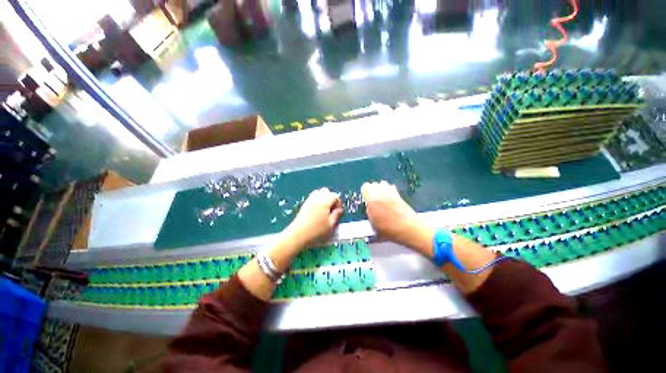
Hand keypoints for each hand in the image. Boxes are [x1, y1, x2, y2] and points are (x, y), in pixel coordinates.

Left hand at [284, 188, 343, 248]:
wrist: (298, 234)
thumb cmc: (316, 231)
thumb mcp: (330, 225)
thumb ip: (336, 215)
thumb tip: (339, 210)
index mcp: (325, 201)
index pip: (335, 196)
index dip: (338, 203)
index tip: (338, 212)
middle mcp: (317, 197)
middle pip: (326, 191)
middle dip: (331, 198)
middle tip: (332, 209)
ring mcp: (309, 200)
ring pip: (318, 193)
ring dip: (323, 199)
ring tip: (325, 210)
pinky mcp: (304, 204)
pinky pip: (313, 198)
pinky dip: (317, 201)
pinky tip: (317, 212)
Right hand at [361, 181, 433, 251]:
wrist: (407, 229)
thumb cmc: (388, 229)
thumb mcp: (372, 223)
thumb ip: (368, 211)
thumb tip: (369, 206)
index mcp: (371, 198)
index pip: (365, 187)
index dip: (365, 193)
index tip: (365, 199)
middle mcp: (381, 192)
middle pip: (374, 184)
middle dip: (372, 190)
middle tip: (373, 200)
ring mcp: (391, 192)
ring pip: (383, 184)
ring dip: (381, 190)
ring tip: (381, 199)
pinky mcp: (399, 194)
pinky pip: (392, 188)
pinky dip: (389, 192)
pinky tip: (390, 201)